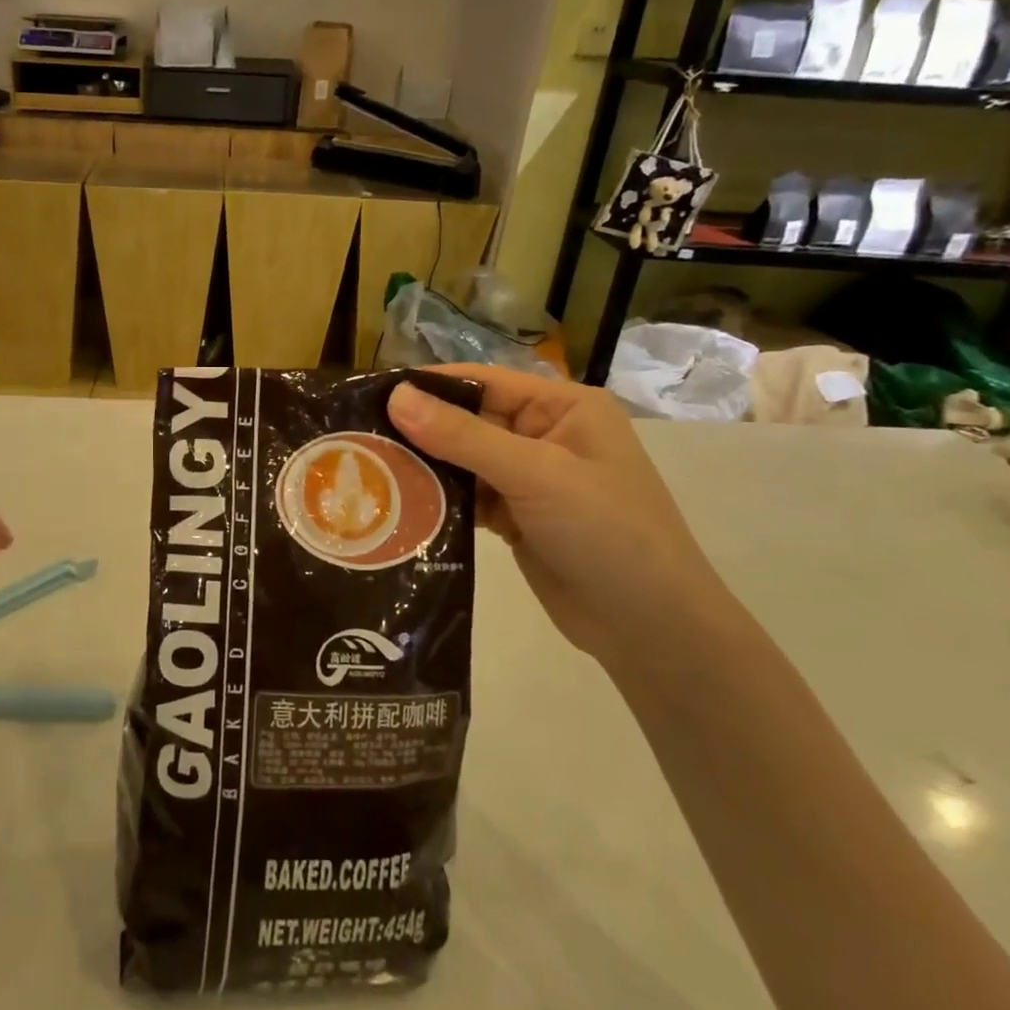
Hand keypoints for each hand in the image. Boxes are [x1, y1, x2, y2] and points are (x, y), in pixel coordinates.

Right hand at [388, 366, 737, 666]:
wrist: (650, 628)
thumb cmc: (606, 533)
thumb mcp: (536, 475)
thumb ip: (464, 436)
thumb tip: (396, 397)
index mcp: (563, 408)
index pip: (484, 381)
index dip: (429, 386)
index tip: (371, 395)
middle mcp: (546, 435)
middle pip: (469, 420)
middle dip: (420, 429)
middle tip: (359, 438)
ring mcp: (531, 479)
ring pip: (464, 460)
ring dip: (425, 467)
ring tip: (368, 471)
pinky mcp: (517, 517)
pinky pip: (469, 496)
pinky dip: (440, 500)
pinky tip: (401, 505)